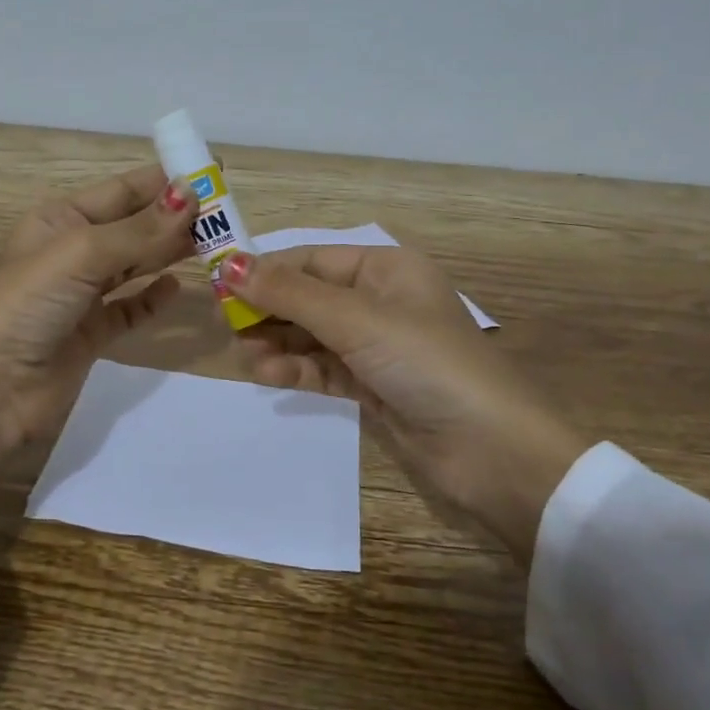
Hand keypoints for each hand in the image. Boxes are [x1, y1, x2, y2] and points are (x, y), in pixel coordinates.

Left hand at [0, 165, 198, 543]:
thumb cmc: (29, 305)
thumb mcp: (82, 255)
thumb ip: (140, 230)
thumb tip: (191, 195)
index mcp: (60, 220)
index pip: (122, 191)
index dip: (165, 181)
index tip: (212, 172)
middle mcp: (71, 252)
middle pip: (134, 227)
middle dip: (176, 218)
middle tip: (226, 214)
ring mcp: (82, 295)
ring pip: (136, 265)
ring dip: (170, 254)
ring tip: (215, 245)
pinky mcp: (92, 333)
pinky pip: (131, 308)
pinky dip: (153, 298)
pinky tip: (177, 289)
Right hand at [223, 246, 587, 562]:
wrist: (490, 450)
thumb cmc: (425, 362)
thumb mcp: (355, 319)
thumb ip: (289, 294)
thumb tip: (228, 264)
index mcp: (386, 268)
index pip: (311, 259)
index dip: (266, 270)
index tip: (219, 286)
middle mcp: (380, 300)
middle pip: (308, 297)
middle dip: (269, 310)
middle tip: (229, 328)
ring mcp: (376, 346)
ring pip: (311, 335)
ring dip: (277, 343)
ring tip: (248, 358)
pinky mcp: (372, 385)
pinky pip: (322, 367)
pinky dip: (295, 369)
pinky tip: (268, 374)